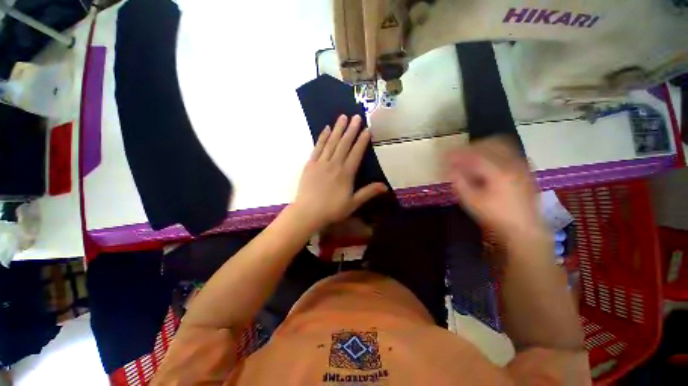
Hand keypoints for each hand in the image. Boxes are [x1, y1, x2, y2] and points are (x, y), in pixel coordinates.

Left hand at [292, 115, 387, 228]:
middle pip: (344, 144)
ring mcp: (321, 163)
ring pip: (331, 143)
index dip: (362, 141)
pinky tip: (326, 129)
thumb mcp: (353, 204)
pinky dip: (322, 137)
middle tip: (356, 116)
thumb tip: (385, 186)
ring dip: (338, 129)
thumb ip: (368, 193)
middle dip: (351, 130)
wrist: (308, 213)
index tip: (367, 129)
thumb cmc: (332, 210)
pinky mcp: (310, 164)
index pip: (356, 153)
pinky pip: (317, 147)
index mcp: (346, 173)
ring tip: (343, 117)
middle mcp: (334, 164)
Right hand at [446, 137, 544, 241]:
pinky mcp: (526, 168)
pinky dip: (495, 150)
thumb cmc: (495, 216)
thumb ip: (459, 182)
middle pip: (489, 144)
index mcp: (498, 172)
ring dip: (483, 146)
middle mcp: (512, 163)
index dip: (457, 153)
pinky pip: (510, 150)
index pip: (474, 155)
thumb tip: (449, 169)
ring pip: (501, 144)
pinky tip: (488, 159)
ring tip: (471, 154)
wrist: (524, 227)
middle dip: (470, 147)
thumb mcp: (471, 201)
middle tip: (458, 154)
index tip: (445, 155)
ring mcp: (522, 164)